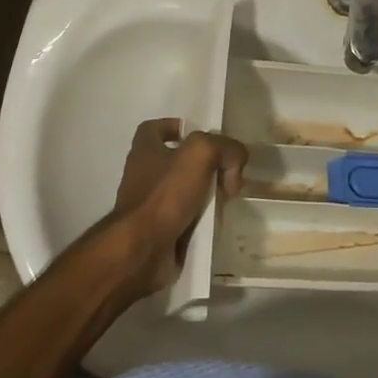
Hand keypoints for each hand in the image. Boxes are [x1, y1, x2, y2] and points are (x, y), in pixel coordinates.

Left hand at [98, 118, 246, 298]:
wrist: (142, 250)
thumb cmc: (165, 194)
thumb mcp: (201, 153)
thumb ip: (224, 148)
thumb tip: (235, 165)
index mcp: (145, 150)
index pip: (155, 128)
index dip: (177, 127)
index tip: (202, 137)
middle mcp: (143, 174)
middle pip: (177, 161)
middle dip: (204, 165)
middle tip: (227, 174)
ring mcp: (149, 205)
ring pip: (184, 191)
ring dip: (206, 194)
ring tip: (228, 200)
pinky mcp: (158, 231)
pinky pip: (185, 219)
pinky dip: (201, 220)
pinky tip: (218, 223)